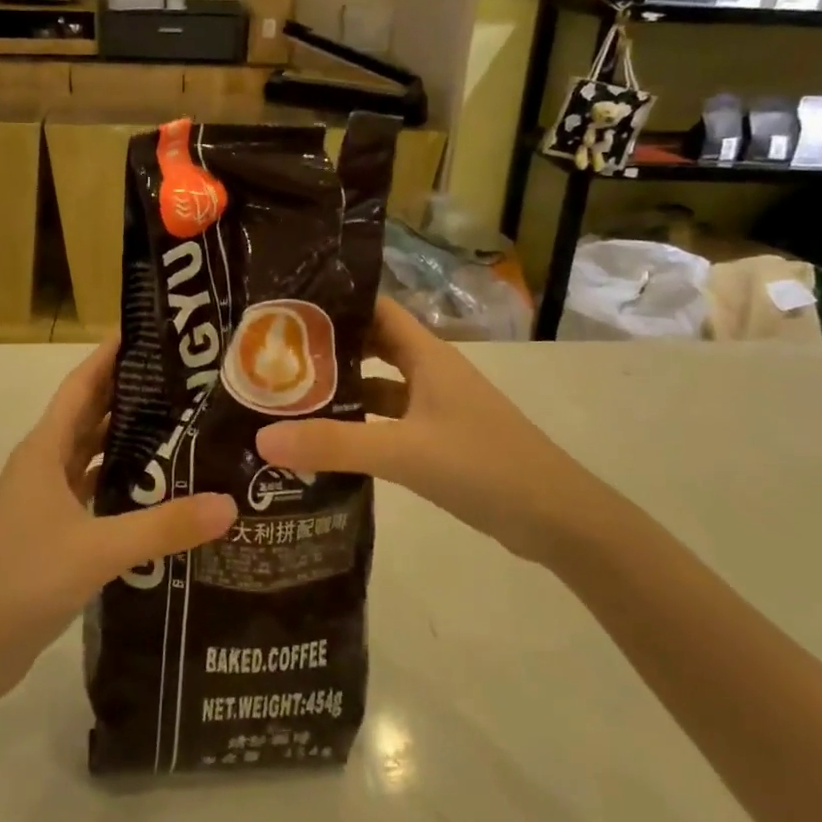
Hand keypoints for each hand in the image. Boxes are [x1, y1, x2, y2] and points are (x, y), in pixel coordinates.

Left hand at [0, 338, 237, 688]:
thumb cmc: (23, 580)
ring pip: (92, 452)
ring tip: (179, 419)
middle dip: (128, 390)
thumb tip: (229, 504)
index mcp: (44, 449)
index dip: (109, 355)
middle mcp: (43, 464)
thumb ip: (164, 526)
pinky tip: (157, 484)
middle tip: (182, 374)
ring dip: (126, 434)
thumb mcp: (98, 550)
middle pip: (89, 413)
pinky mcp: (53, 530)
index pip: (81, 385)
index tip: (147, 329)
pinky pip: (93, 488)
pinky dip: (121, 478)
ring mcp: (46, 499)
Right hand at [255, 298, 595, 561]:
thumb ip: (335, 444)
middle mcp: (430, 371)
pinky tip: (328, 439)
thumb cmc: (484, 465)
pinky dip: (361, 423)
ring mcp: (436, 407)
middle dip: (328, 347)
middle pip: (371, 345)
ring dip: (342, 388)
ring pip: (379, 385)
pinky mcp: (439, 440)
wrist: (558, 519)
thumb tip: (262, 438)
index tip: (285, 306)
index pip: (375, 308)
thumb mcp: (404, 452)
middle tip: (273, 353)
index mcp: (427, 354)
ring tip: (289, 394)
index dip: (335, 302)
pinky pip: (389, 420)